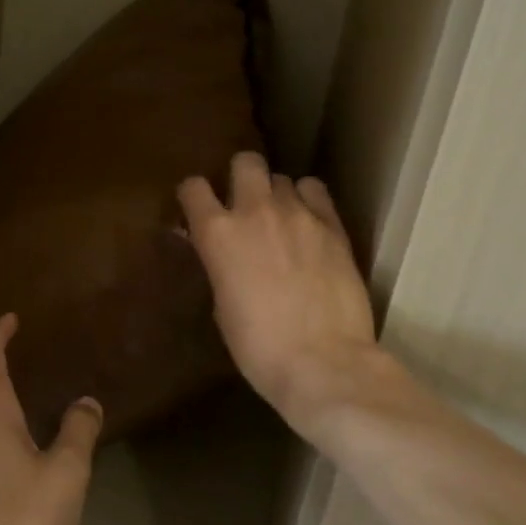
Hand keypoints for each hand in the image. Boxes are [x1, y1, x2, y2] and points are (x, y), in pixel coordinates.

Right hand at [177, 153, 385, 445]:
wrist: (323, 362)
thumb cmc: (258, 346)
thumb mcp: (221, 304)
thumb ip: (217, 263)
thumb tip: (212, 246)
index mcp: (217, 232)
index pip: (193, 187)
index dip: (194, 195)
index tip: (198, 209)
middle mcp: (254, 210)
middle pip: (245, 162)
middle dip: (242, 176)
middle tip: (246, 204)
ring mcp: (297, 213)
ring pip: (282, 178)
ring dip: (277, 194)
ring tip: (284, 219)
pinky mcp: (332, 224)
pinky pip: (315, 190)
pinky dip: (309, 200)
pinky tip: (310, 222)